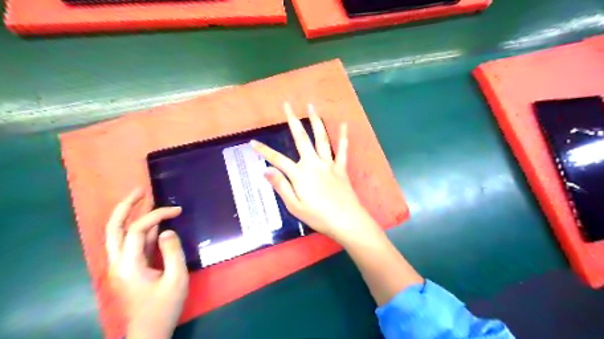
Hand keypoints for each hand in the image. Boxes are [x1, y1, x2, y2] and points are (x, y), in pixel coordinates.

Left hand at [105, 188, 187, 337]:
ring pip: (118, 234)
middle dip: (126, 206)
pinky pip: (130, 244)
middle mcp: (117, 263)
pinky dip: (139, 230)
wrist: (148, 333)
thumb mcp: (176, 279)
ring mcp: (120, 266)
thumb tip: (168, 230)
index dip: (157, 215)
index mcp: (128, 265)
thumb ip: (173, 252)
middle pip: (114, 228)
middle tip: (140, 190)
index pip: (138, 230)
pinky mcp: (127, 269)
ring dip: (129, 215)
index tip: (177, 210)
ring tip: (143, 199)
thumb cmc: (164, 307)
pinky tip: (153, 223)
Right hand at [249, 102, 376, 244]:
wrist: (346, 221)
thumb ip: (281, 186)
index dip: (264, 151)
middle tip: (287, 105)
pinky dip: (343, 137)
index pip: (277, 160)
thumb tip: (266, 170)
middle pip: (301, 138)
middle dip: (292, 120)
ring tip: (311, 106)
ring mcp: (329, 164)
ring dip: (316, 121)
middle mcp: (313, 164)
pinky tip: (344, 124)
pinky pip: (342, 150)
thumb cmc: (318, 217)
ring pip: (321, 138)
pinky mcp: (341, 168)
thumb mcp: (295, 206)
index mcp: (300, 175)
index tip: (252, 142)